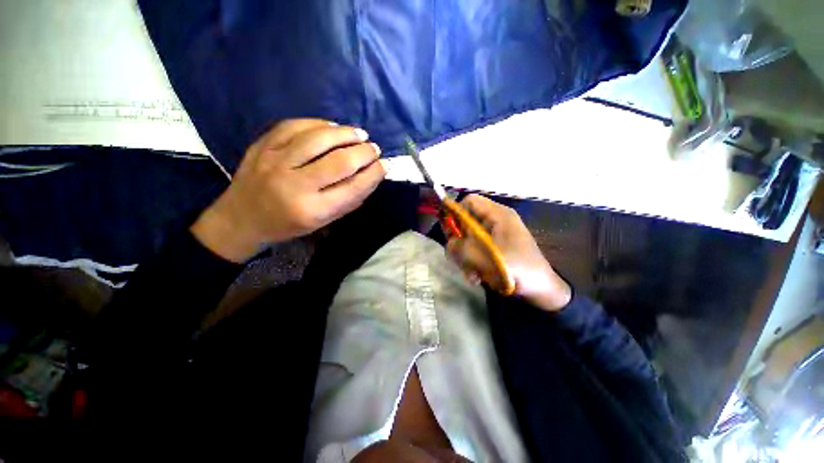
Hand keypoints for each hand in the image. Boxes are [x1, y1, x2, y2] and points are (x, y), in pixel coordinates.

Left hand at [191, 119, 386, 262]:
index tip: (384, 166)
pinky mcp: (262, 145)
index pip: (353, 188)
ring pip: (318, 138)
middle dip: (364, 152)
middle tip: (374, 149)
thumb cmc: (288, 225)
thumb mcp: (323, 222)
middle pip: (339, 161)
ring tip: (360, 134)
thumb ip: (349, 200)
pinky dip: (319, 124)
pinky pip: (295, 126)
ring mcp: (275, 161)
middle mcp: (295, 185)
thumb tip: (372, 176)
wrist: (241, 219)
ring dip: (345, 133)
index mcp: (312, 210)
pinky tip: (333, 127)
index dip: (373, 174)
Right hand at [446, 194, 571, 311]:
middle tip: (458, 257)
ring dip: (465, 257)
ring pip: (466, 239)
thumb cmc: (518, 269)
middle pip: (465, 222)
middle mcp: (494, 222)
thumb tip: (449, 243)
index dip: (456, 212)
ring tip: (472, 274)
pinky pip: (473, 251)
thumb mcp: (486, 258)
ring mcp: (493, 236)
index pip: (470, 201)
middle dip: (459, 242)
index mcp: (498, 215)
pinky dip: (472, 264)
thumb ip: (462, 248)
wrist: (541, 291)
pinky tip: (477, 278)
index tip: (449, 232)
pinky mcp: (492, 249)